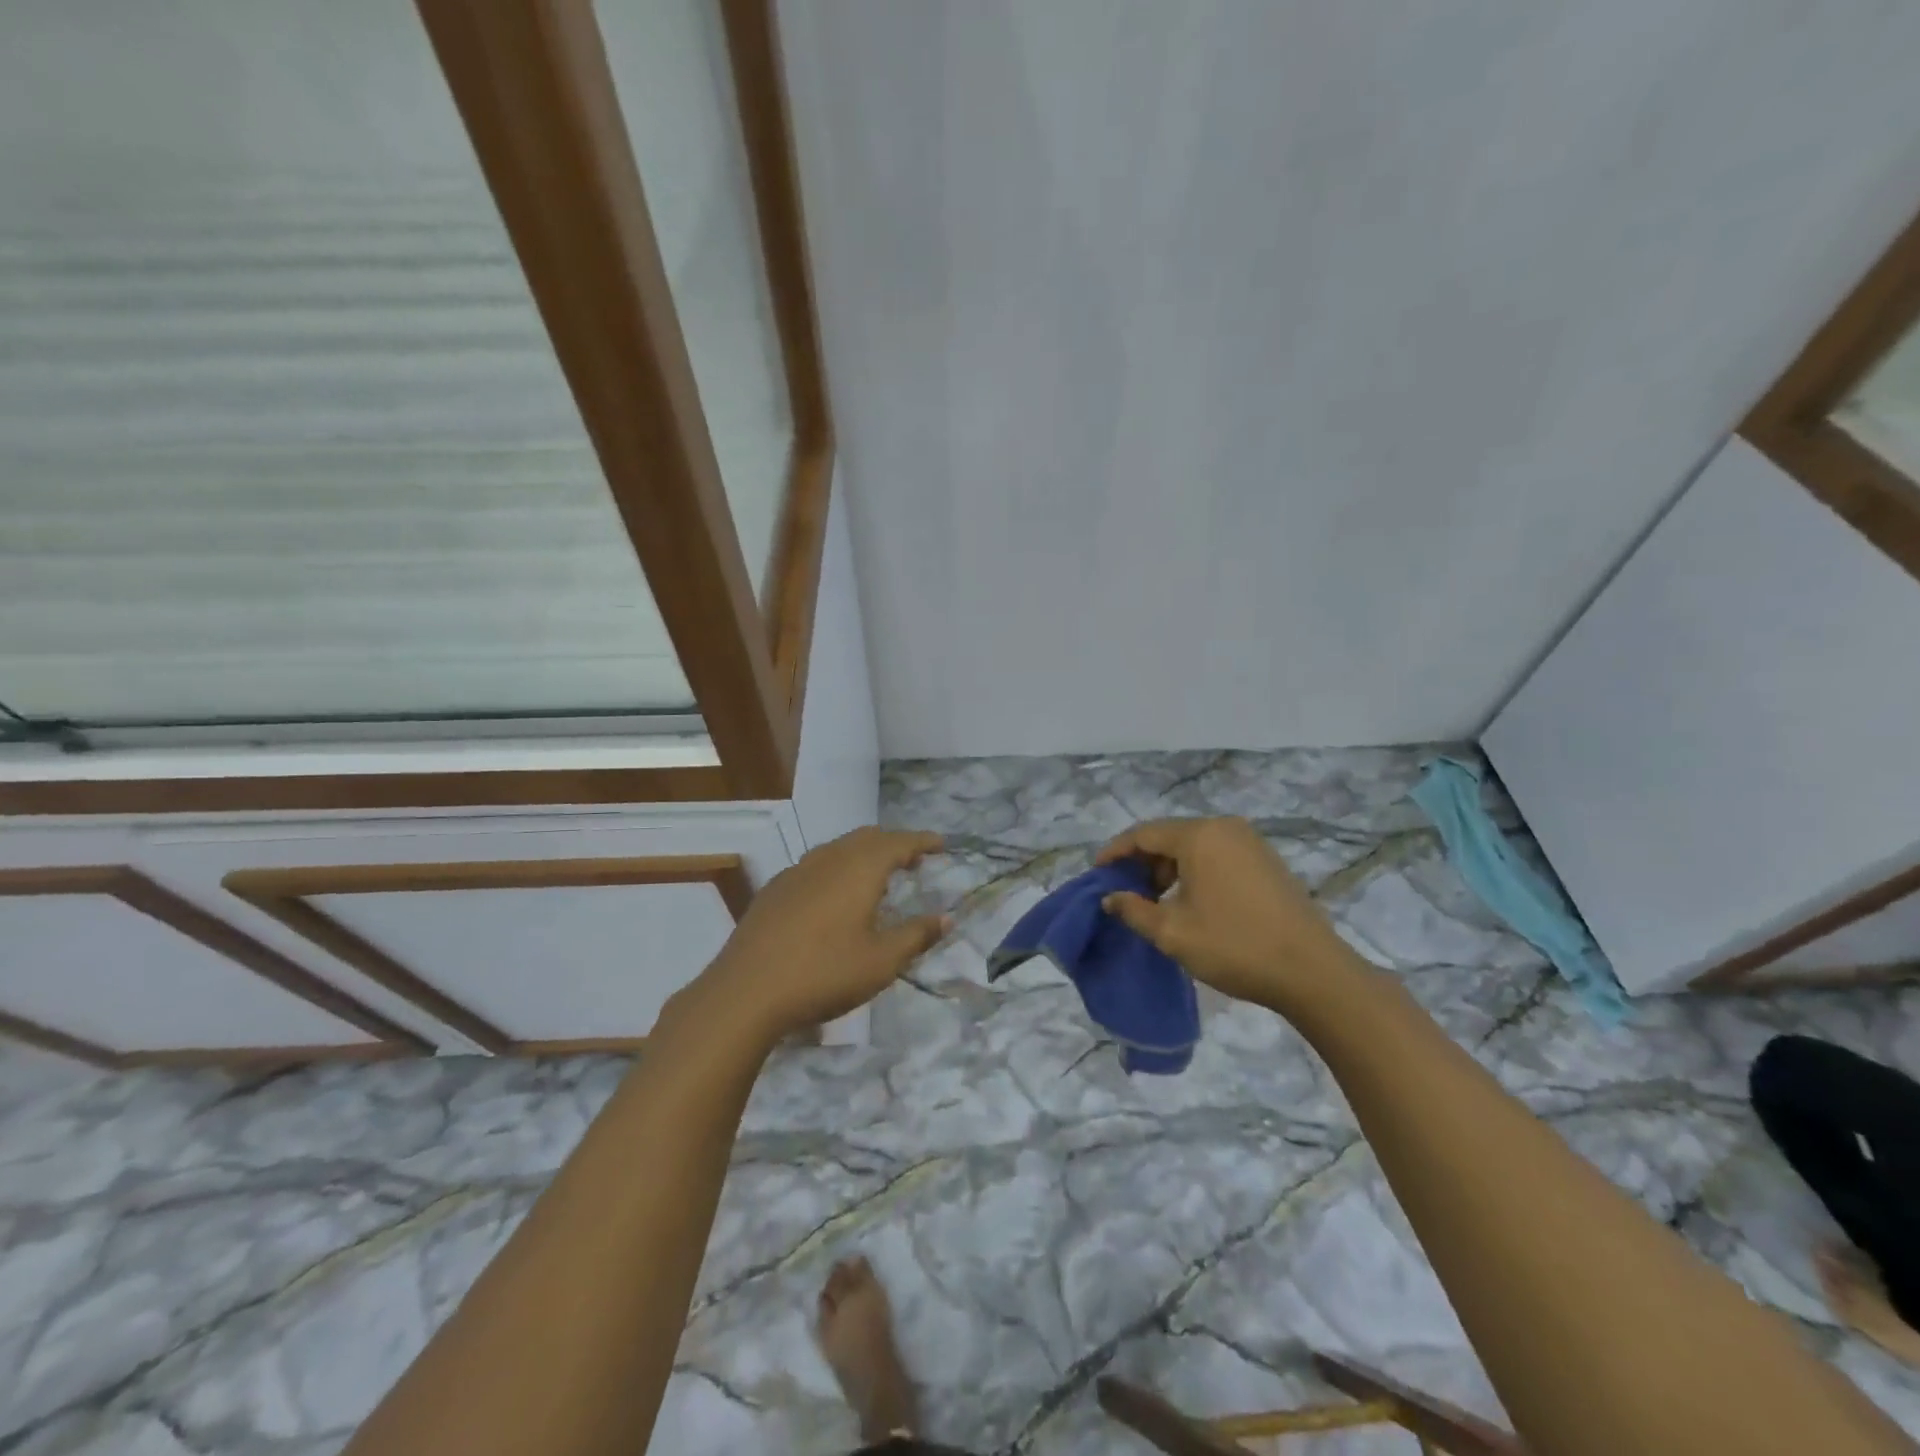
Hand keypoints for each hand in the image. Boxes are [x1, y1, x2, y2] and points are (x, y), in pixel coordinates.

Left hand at [702, 826, 948, 1041]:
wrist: (746, 992)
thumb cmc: (824, 973)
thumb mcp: (881, 961)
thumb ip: (916, 935)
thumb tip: (946, 918)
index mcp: (859, 868)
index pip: (899, 842)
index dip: (922, 841)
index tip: (941, 844)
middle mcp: (829, 859)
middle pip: (867, 838)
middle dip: (894, 844)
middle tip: (914, 860)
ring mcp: (797, 871)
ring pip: (838, 849)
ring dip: (864, 854)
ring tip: (878, 876)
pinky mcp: (775, 890)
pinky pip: (816, 865)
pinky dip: (838, 868)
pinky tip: (835, 896)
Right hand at [1095, 816, 1363, 1013]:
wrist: (1312, 971)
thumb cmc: (1234, 946)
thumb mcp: (1173, 932)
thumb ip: (1134, 910)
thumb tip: (1111, 898)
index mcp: (1199, 836)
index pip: (1143, 833)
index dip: (1115, 852)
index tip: (1097, 874)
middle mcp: (1225, 828)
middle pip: (1169, 836)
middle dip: (1142, 862)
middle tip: (1125, 892)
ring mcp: (1250, 842)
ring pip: (1194, 846)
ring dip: (1169, 869)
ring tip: (1155, 901)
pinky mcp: (1267, 861)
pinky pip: (1217, 855)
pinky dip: (1195, 872)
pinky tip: (1190, 901)